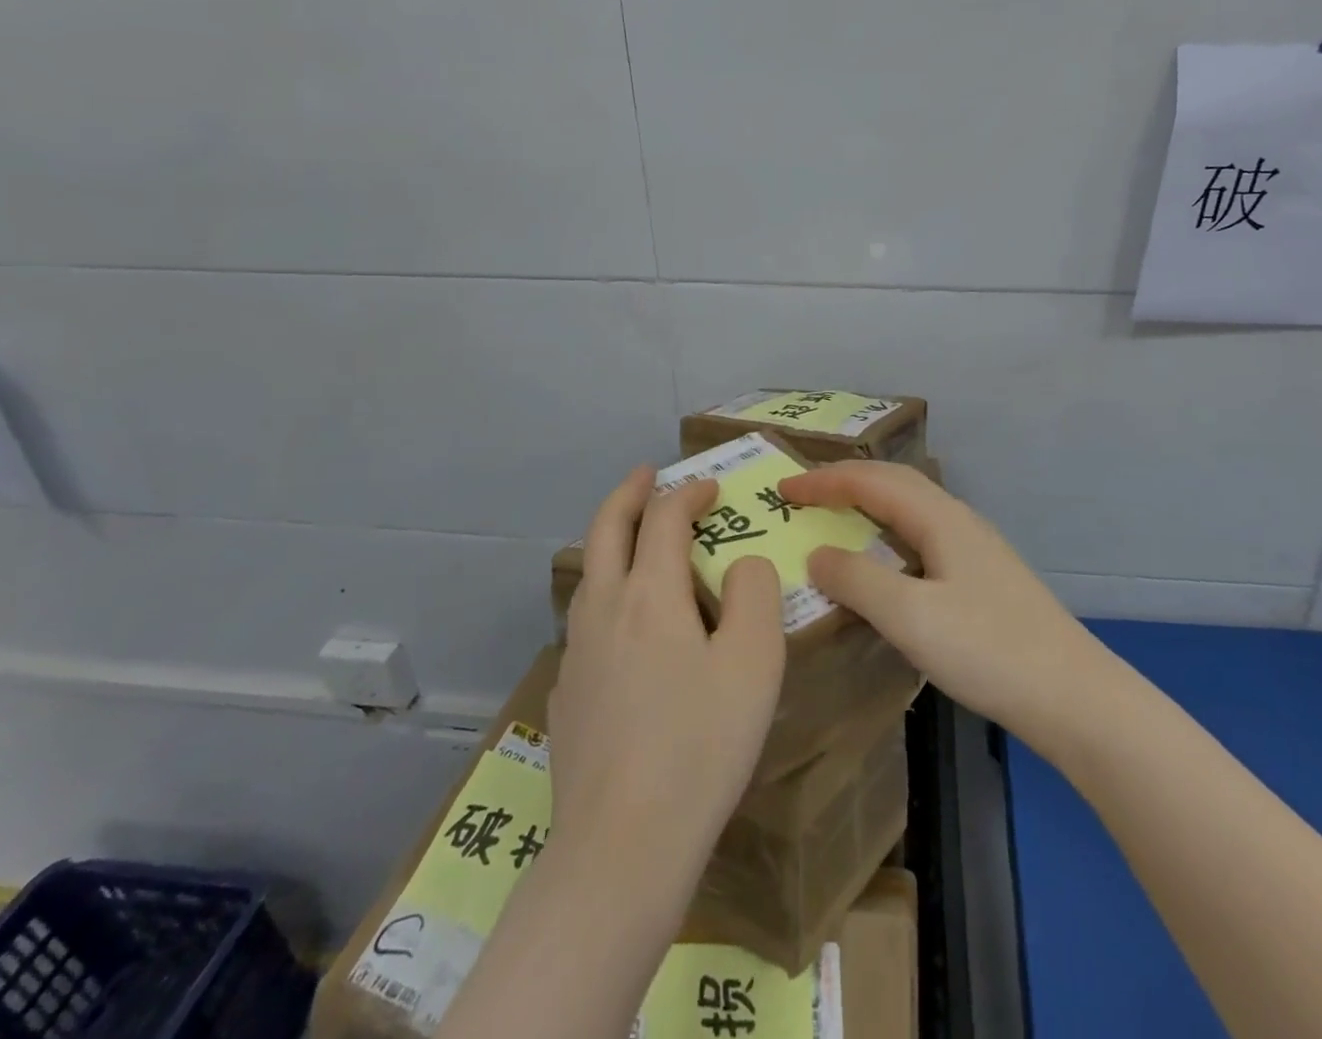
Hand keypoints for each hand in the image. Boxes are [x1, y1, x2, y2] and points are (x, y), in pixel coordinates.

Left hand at [547, 468, 785, 877]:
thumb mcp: (755, 661)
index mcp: (650, 594)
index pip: (664, 518)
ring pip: (588, 574)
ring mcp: (576, 653)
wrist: (621, 847)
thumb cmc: (700, 745)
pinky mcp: (566, 695)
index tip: (712, 488)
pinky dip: (605, 594)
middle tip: (647, 474)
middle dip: (628, 494)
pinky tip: (622, 626)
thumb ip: (755, 593)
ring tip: (634, 539)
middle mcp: (604, 610)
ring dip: (610, 540)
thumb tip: (741, 565)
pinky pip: (585, 622)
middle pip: (606, 529)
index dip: (689, 493)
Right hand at [781, 462, 1102, 744]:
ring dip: (868, 501)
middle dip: (845, 480)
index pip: (870, 481)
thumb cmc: (987, 650)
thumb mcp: (911, 616)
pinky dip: (888, 530)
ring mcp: (975, 547)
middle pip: (894, 482)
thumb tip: (817, 553)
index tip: (781, 488)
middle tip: (803, 491)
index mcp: (939, 518)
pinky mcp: (982, 575)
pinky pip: (922, 533)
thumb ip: (858, 580)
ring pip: (911, 506)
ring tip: (835, 514)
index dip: (823, 480)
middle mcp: (958, 520)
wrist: (1072, 694)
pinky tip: (884, 559)